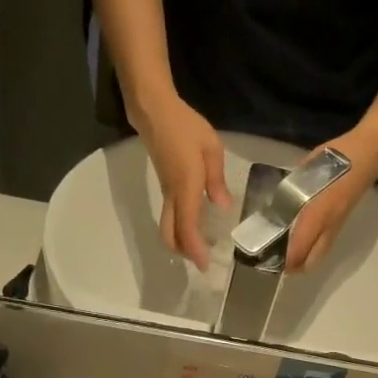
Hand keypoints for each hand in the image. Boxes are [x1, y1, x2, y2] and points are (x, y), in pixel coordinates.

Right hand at [132, 93, 230, 270]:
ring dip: (180, 242)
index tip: (204, 265)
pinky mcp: (165, 187)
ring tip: (200, 246)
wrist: (154, 112)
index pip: (187, 227)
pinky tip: (196, 225)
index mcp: (186, 187)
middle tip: (201, 260)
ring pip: (168, 227)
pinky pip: (170, 215)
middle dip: (183, 252)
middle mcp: (172, 196)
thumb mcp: (211, 148)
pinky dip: (180, 227)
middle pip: (169, 234)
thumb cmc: (185, 126)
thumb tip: (223, 207)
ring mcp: (166, 192)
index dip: (195, 249)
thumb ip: (217, 180)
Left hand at [285, 124, 377, 272]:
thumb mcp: (306, 172)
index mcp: (315, 216)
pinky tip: (302, 240)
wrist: (368, 156)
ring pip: (318, 256)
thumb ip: (291, 192)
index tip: (266, 258)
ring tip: (287, 253)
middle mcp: (326, 228)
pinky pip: (324, 246)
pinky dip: (311, 250)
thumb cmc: (336, 159)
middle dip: (293, 267)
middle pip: (310, 262)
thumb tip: (277, 205)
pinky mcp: (342, 223)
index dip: (282, 261)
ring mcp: (336, 227)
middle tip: (277, 260)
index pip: (296, 252)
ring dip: (303, 260)